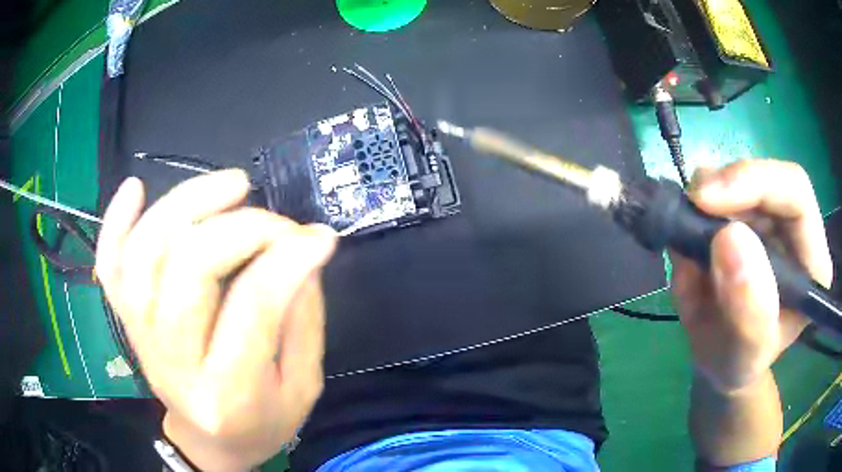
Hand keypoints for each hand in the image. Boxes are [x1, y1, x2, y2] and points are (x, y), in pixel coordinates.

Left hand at [95, 170, 336, 471]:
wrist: (211, 443)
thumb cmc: (262, 422)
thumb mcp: (303, 386)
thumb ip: (303, 319)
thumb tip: (303, 250)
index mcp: (228, 394)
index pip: (253, 308)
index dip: (289, 259)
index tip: (319, 237)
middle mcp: (173, 362)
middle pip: (190, 270)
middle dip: (242, 228)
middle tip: (278, 222)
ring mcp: (140, 337)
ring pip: (146, 254)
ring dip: (186, 205)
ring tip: (232, 185)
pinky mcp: (126, 321)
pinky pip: (110, 266)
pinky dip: (116, 222)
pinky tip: (135, 188)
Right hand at [672, 159, 832, 393]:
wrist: (721, 358)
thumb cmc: (737, 363)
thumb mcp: (742, 355)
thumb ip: (747, 312)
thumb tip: (728, 238)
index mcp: (812, 263)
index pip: (796, 193)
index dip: (755, 182)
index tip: (707, 201)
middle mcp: (797, 232)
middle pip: (767, 178)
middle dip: (727, 187)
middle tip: (690, 207)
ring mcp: (772, 219)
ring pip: (741, 178)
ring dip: (709, 195)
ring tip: (687, 231)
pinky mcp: (747, 214)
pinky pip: (720, 188)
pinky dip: (698, 203)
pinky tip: (689, 232)